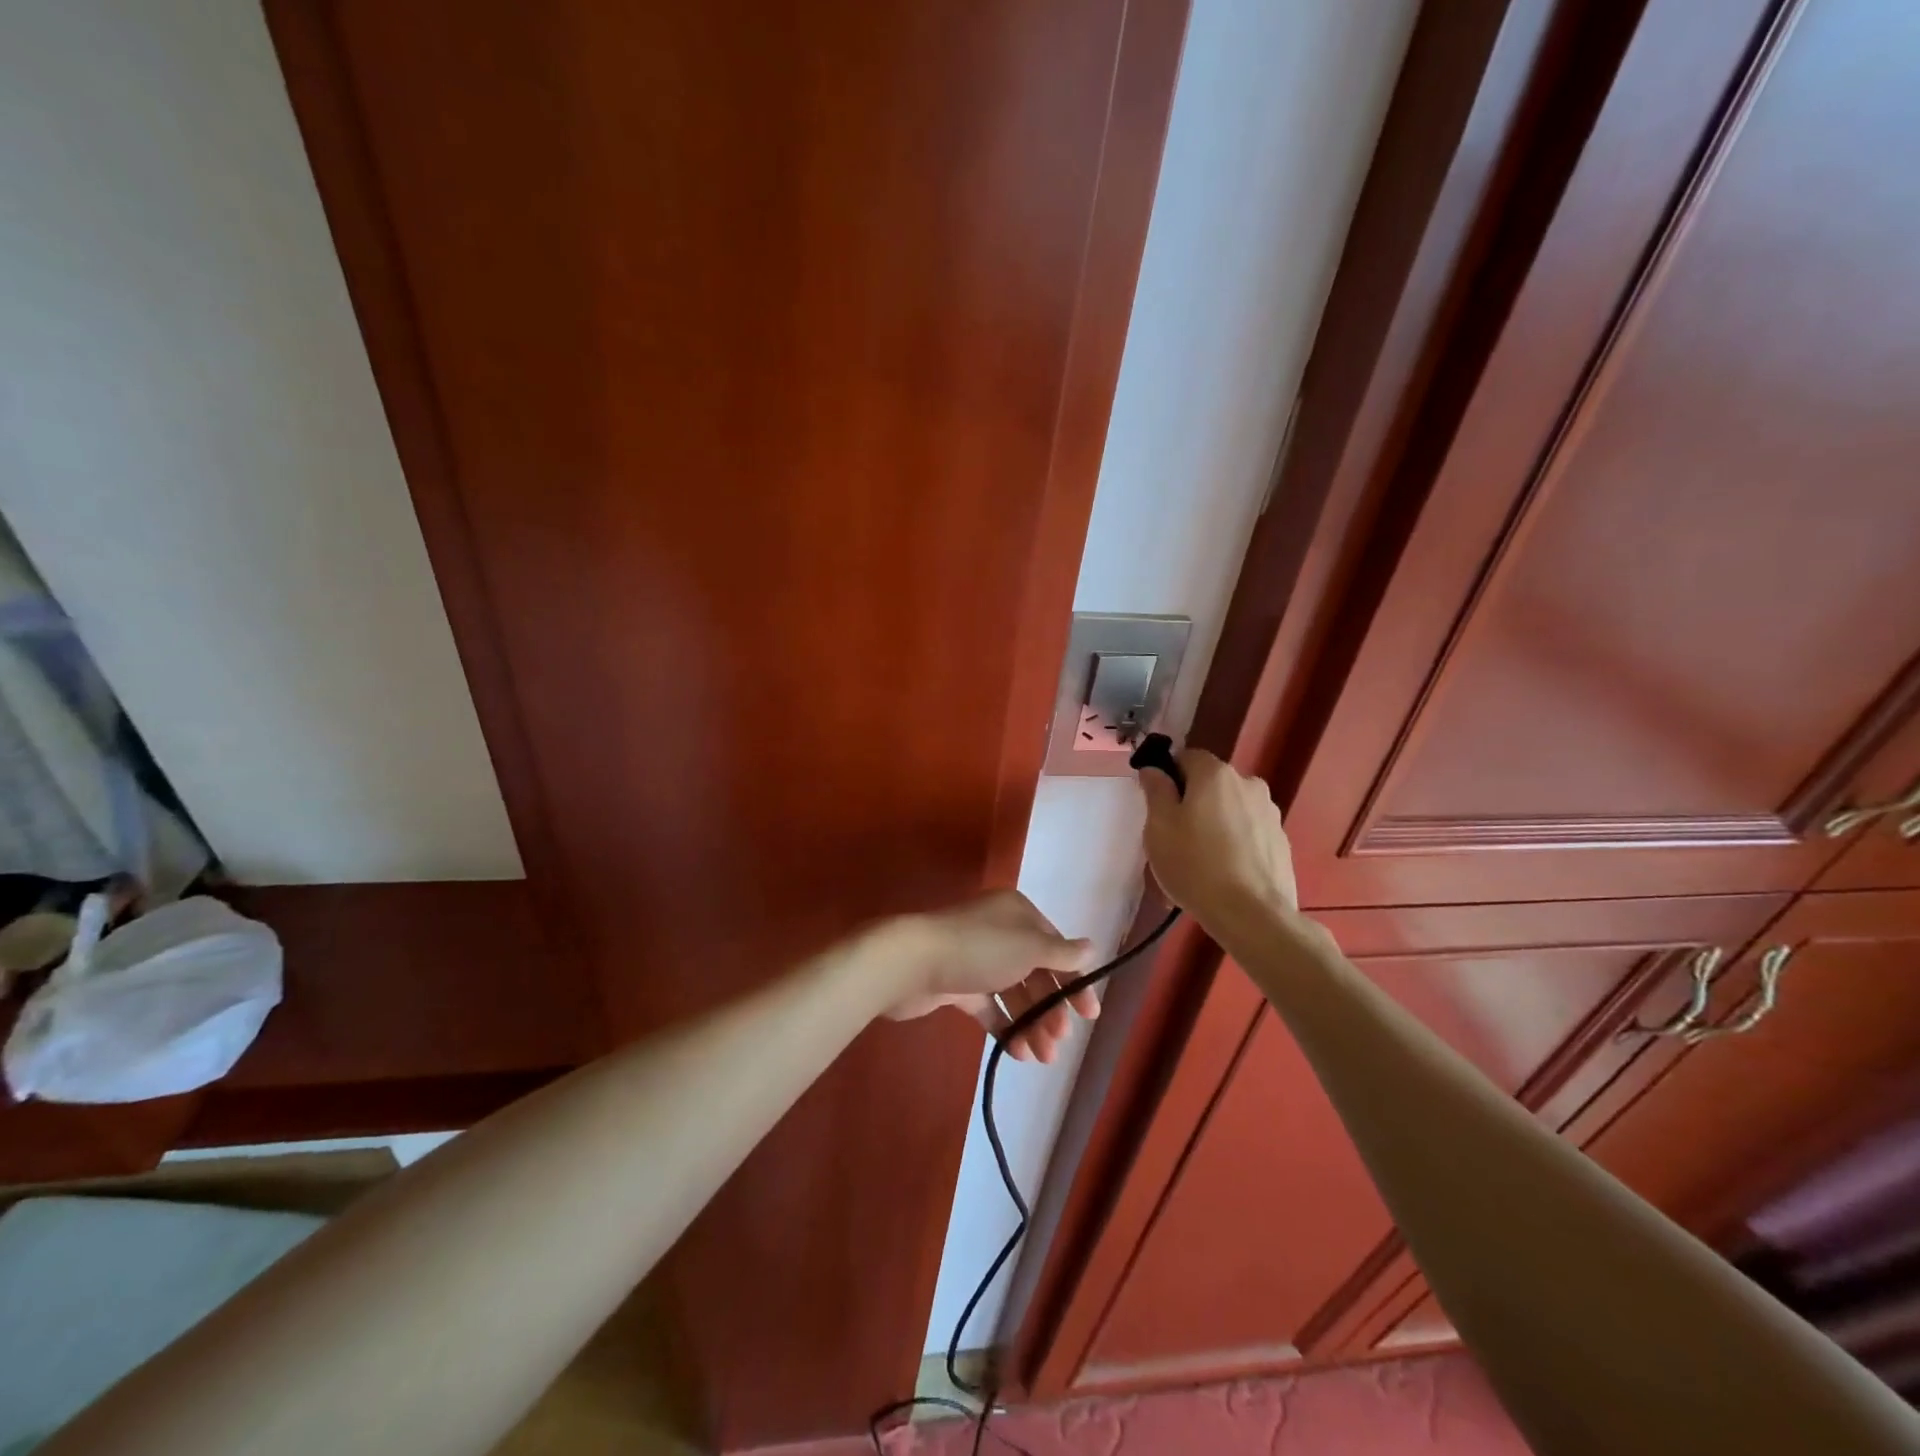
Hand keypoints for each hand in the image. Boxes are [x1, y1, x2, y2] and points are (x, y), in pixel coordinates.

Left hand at [879, 891, 1098, 1062]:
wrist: (911, 963)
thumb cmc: (978, 949)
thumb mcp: (1028, 947)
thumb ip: (1061, 953)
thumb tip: (1091, 948)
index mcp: (1017, 914)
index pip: (1055, 947)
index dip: (1073, 981)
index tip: (1089, 1015)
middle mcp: (999, 932)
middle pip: (1035, 973)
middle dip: (1050, 1009)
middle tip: (1058, 1042)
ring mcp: (977, 959)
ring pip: (1014, 993)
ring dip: (1031, 1023)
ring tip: (1041, 1057)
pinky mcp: (958, 985)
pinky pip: (989, 1007)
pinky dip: (1006, 1027)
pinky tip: (1018, 1052)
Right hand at [1138, 749, 1297, 925]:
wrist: (1252, 914)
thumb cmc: (1195, 865)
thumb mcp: (1158, 827)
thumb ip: (1156, 790)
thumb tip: (1154, 769)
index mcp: (1215, 774)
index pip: (1186, 757)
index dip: (1168, 777)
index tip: (1158, 806)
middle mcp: (1248, 783)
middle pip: (1210, 784)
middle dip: (1192, 802)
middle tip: (1174, 837)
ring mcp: (1269, 813)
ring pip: (1230, 809)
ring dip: (1214, 824)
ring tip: (1199, 862)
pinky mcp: (1281, 841)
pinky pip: (1248, 833)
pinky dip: (1233, 844)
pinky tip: (1222, 874)